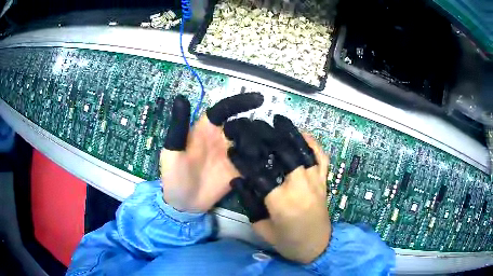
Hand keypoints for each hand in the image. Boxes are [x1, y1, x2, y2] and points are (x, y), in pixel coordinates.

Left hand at [160, 93, 263, 212]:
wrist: (183, 204)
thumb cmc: (173, 176)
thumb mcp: (172, 150)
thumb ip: (178, 126)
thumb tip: (180, 97)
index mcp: (206, 129)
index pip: (224, 110)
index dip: (240, 102)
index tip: (259, 99)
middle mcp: (222, 139)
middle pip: (244, 125)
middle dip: (253, 129)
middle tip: (255, 143)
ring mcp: (232, 155)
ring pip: (252, 141)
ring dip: (260, 144)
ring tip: (261, 154)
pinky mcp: (239, 170)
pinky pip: (254, 161)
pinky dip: (261, 161)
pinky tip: (264, 165)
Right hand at [228, 115, 329, 263]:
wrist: (317, 247)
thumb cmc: (288, 241)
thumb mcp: (261, 227)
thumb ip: (249, 203)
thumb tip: (238, 180)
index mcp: (281, 201)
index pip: (258, 172)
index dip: (243, 159)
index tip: (232, 148)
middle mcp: (300, 186)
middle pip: (283, 153)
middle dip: (267, 136)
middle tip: (255, 126)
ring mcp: (315, 181)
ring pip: (303, 150)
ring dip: (290, 133)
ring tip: (278, 121)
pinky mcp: (324, 182)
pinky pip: (322, 158)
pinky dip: (314, 143)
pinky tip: (304, 134)